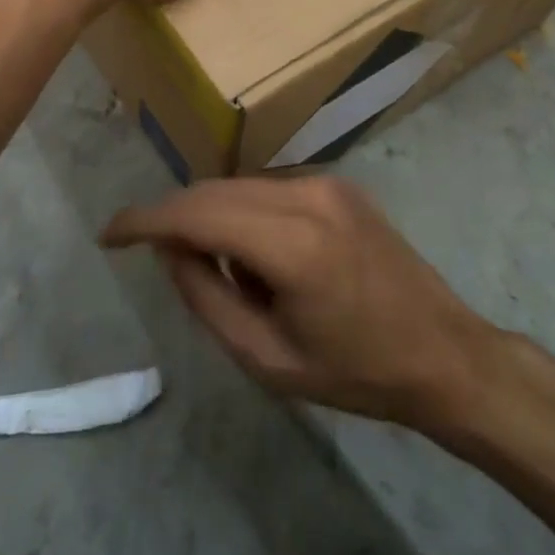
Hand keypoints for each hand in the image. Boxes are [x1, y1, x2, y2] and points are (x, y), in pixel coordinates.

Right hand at [100, 176, 508, 429]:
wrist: (445, 352)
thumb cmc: (357, 372)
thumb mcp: (268, 359)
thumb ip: (207, 298)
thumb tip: (170, 251)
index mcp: (292, 243)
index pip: (196, 213)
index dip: (144, 220)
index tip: (109, 234)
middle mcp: (306, 194)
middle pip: (213, 191)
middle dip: (176, 219)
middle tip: (166, 264)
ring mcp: (326, 182)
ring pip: (238, 185)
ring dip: (213, 218)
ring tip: (231, 275)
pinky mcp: (338, 183)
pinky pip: (267, 187)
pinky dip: (245, 213)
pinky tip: (263, 257)